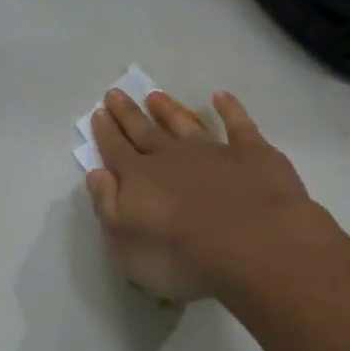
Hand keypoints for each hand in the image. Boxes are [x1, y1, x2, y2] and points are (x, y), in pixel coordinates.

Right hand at [84, 88, 331, 302]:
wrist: (251, 244)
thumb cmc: (180, 257)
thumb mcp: (125, 245)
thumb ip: (108, 207)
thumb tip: (97, 174)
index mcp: (138, 179)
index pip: (115, 151)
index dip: (105, 133)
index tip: (97, 113)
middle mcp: (171, 157)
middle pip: (144, 131)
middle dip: (128, 114)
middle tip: (115, 93)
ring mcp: (213, 150)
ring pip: (184, 123)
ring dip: (168, 110)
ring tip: (155, 95)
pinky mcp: (252, 152)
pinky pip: (238, 123)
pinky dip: (229, 108)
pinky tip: (221, 97)